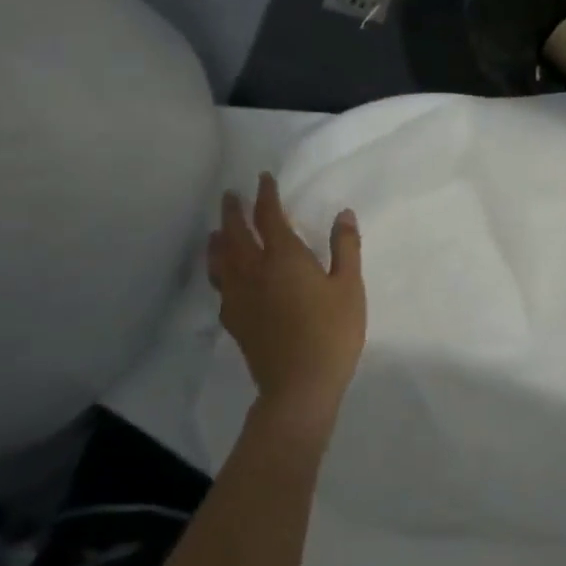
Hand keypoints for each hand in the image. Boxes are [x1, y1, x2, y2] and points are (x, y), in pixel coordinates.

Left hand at [208, 173, 366, 432]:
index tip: (263, 179)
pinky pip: (220, 285)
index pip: (269, 217)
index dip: (266, 196)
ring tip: (216, 231)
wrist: (299, 385)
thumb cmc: (332, 332)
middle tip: (231, 196)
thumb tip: (343, 214)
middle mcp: (254, 270)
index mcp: (284, 257)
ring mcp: (239, 296)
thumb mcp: (349, 287)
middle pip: (235, 234)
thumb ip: (345, 247)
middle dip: (233, 212)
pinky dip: (218, 270)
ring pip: (220, 259)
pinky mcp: (234, 319)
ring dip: (218, 240)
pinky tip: (223, 275)